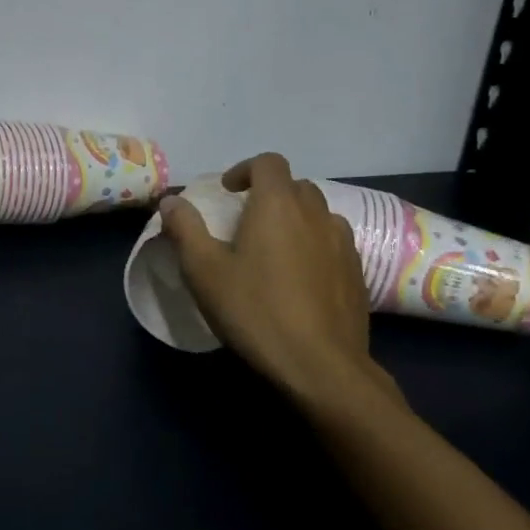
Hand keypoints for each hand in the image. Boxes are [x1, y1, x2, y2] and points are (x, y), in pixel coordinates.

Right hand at [157, 153, 401, 413]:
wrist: (321, 367)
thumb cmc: (255, 310)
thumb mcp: (204, 270)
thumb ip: (184, 228)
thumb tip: (171, 200)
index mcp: (278, 205)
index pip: (268, 163)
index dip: (246, 170)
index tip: (228, 193)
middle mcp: (316, 214)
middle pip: (295, 186)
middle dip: (270, 195)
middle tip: (246, 222)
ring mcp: (343, 244)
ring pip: (319, 215)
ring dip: (296, 220)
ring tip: (275, 249)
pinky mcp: (358, 274)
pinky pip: (334, 244)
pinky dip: (315, 246)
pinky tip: (300, 279)